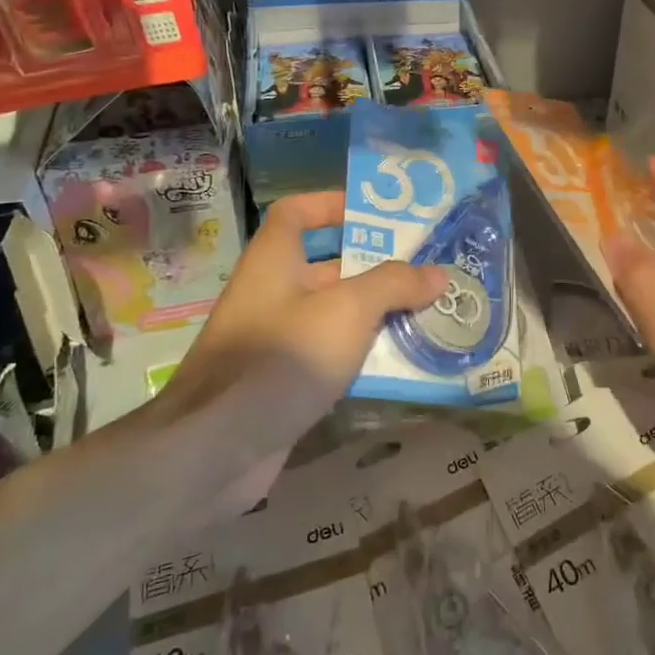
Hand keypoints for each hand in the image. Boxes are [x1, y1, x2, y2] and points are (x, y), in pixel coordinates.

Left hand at [154, 190, 446, 451]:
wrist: (216, 449)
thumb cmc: (283, 356)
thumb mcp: (348, 310)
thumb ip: (394, 285)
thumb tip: (437, 273)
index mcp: (274, 260)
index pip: (296, 212)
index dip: (331, 204)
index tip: (376, 215)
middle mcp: (271, 293)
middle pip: (326, 265)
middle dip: (374, 266)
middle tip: (425, 267)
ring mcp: (275, 340)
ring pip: (333, 315)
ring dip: (375, 315)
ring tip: (428, 312)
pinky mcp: (282, 383)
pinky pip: (330, 356)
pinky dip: (362, 356)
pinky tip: (402, 363)